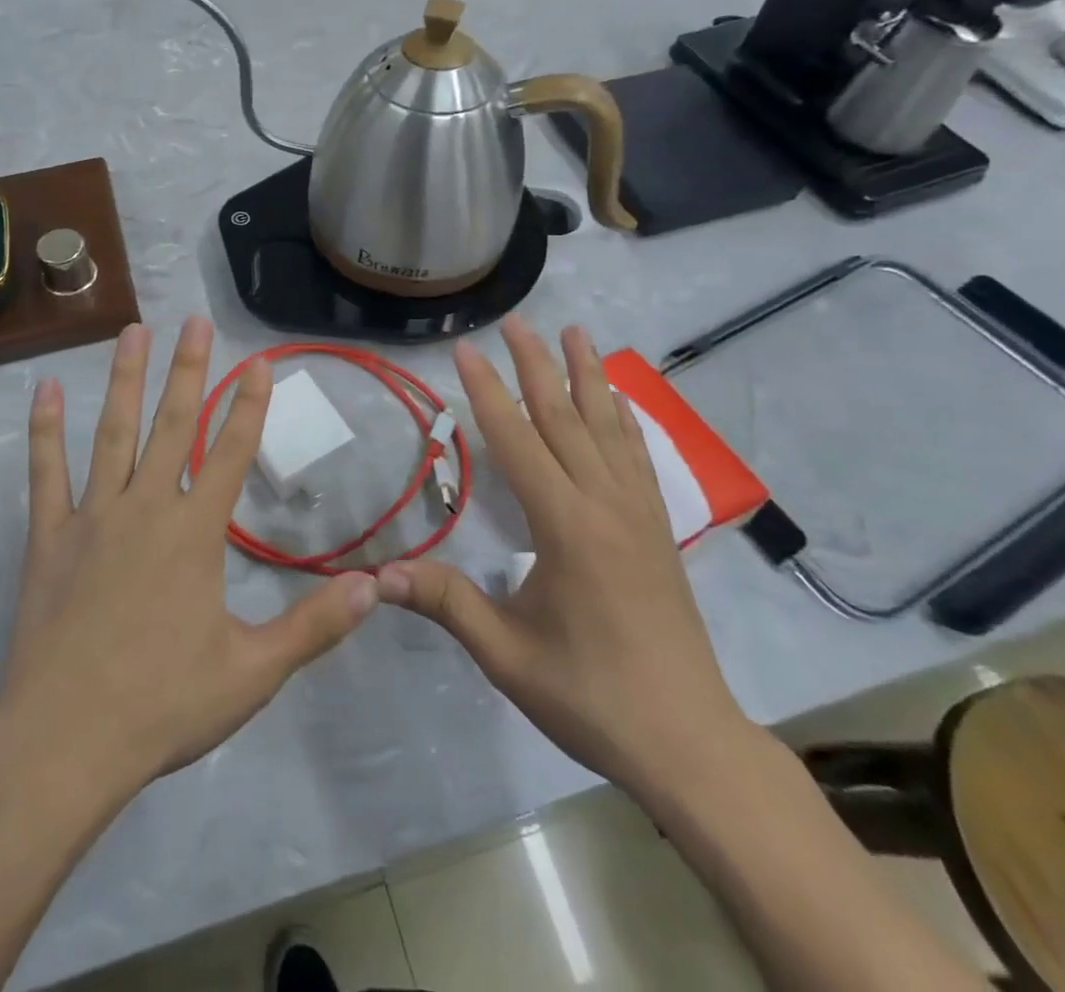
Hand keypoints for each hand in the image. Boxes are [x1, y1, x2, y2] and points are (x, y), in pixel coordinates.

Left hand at [1, 317, 378, 795]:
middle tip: (196, 320)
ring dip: (126, 379)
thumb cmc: (162, 705)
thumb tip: (376, 586)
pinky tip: (44, 389)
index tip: (260, 361)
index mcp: (195, 533)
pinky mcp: (49, 535)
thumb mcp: (253, 672)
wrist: (64, 742)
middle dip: (191, 370)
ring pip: (113, 432)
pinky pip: (47, 471)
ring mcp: (92, 516)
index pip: (231, 453)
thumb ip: (315, 626)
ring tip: (133, 331)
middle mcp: (146, 508)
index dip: (250, 405)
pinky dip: (45, 429)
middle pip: (174, 425)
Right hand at [375, 316, 752, 800]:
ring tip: (577, 333)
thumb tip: (375, 576)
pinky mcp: (658, 530)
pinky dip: (623, 419)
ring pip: (608, 428)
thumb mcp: (506, 654)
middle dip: (537, 366)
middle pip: (565, 418)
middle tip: (517, 322)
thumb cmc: (590, 696)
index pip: (517, 441)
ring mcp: (638, 514)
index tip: (465, 351)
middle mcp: (605, 504)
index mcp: (565, 526)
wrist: (689, 742)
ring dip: (588, 376)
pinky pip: (637, 457)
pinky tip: (618, 401)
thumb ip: (445, 603)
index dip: (487, 393)